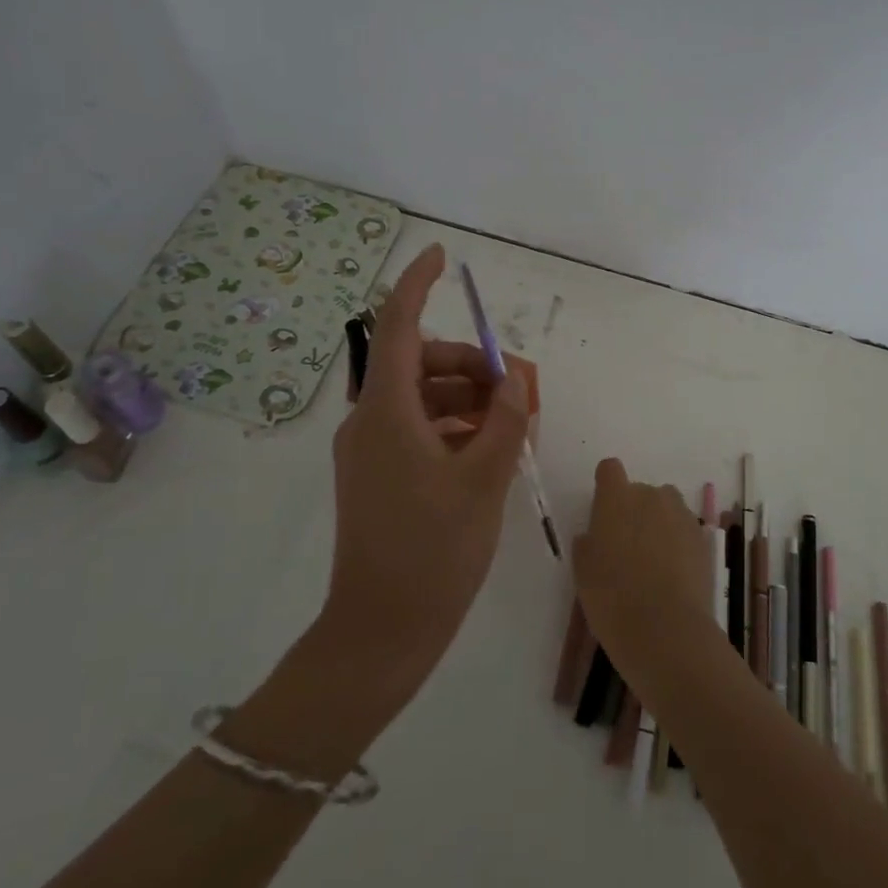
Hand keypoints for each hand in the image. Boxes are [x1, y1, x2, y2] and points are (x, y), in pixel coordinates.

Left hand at [323, 243, 530, 716]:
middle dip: (471, 364)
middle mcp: (369, 421)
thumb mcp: (482, 480)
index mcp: (386, 412)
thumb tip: (514, 380)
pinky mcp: (377, 475)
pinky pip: (418, 428)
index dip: (417, 283)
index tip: (443, 255)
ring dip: (468, 398)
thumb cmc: (433, 552)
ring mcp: (370, 450)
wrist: (381, 632)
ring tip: (512, 424)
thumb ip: (504, 420)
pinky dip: (454, 426)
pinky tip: (489, 448)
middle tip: (518, 389)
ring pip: (422, 397)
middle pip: (419, 362)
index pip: (396, 324)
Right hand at [572, 458, 714, 672]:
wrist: (667, 631)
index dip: (606, 486)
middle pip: (640, 490)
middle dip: (633, 510)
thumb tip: (594, 536)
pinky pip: (684, 530)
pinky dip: (677, 543)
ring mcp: (681, 515)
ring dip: (658, 523)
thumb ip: (587, 544)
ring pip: (666, 508)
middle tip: (625, 548)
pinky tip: (671, 575)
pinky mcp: (702, 539)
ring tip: (652, 561)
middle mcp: (651, 496)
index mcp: (617, 498)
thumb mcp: (583, 572)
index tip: (603, 511)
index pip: (609, 469)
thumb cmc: (613, 598)